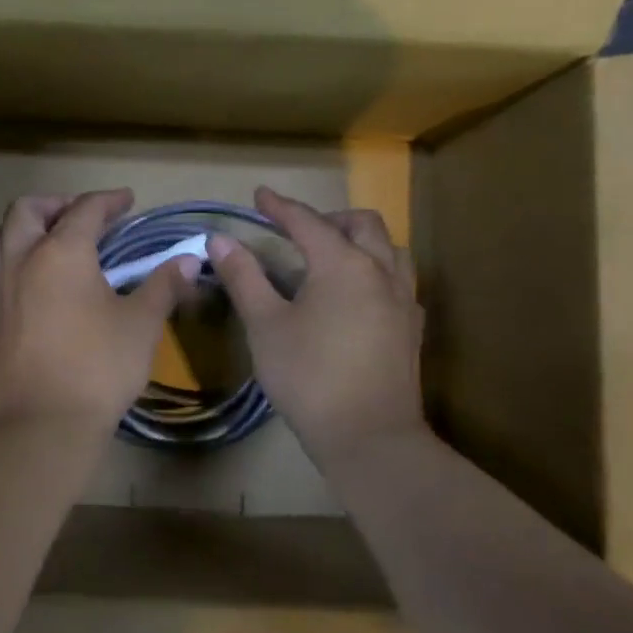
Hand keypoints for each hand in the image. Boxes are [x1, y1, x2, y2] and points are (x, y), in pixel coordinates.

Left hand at [0, 189, 197, 435]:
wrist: (45, 424)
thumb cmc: (100, 367)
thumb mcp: (141, 324)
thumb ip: (163, 285)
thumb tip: (189, 259)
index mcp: (62, 253)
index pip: (85, 210)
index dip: (108, 200)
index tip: (127, 201)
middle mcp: (20, 262)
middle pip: (25, 211)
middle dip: (54, 204)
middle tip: (80, 217)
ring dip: (16, 233)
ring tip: (41, 245)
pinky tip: (12, 293)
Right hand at [209, 186, 426, 465]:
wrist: (369, 436)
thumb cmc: (309, 377)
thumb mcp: (266, 326)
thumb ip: (245, 278)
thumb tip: (221, 240)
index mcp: (343, 264)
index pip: (308, 222)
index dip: (280, 207)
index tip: (259, 196)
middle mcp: (380, 271)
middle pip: (361, 224)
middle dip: (327, 218)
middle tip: (297, 230)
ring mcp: (403, 300)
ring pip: (389, 248)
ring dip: (360, 240)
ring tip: (332, 256)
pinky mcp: (411, 328)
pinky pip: (398, 279)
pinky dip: (376, 269)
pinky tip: (359, 294)